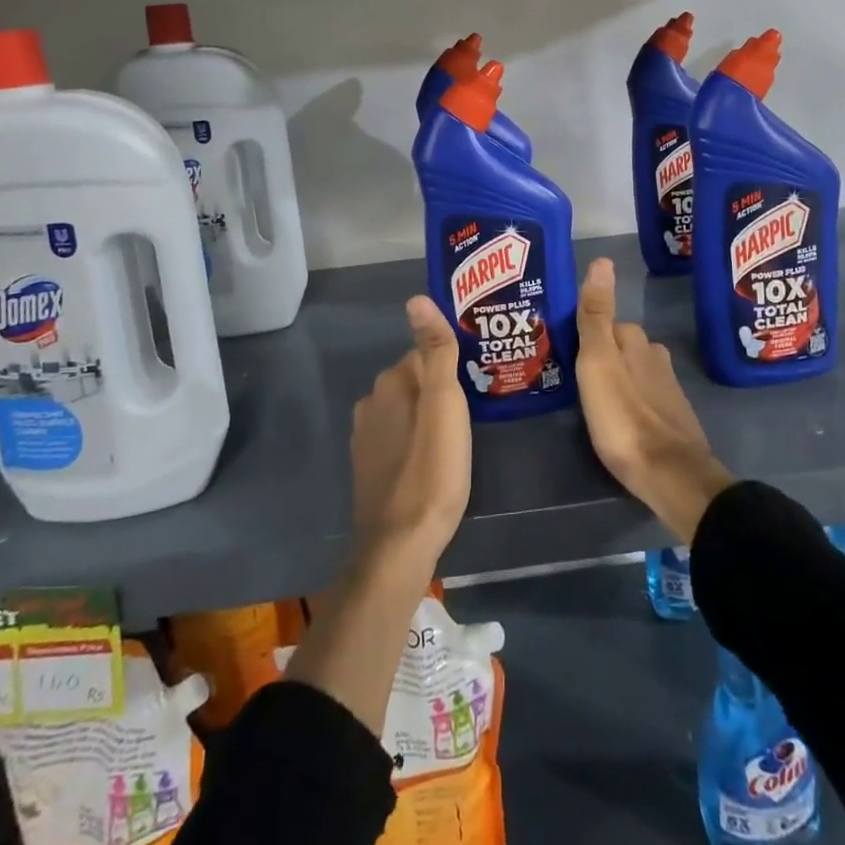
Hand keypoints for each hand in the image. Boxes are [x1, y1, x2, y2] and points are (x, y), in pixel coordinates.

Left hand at [286, 297, 470, 736]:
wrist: (400, 546)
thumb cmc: (431, 470)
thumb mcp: (444, 405)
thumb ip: (435, 351)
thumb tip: (417, 298)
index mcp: (389, 384)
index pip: (424, 355)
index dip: (453, 366)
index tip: (478, 379)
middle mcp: (370, 404)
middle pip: (414, 382)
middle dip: (440, 389)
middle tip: (476, 408)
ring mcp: (366, 439)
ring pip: (406, 412)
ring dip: (429, 416)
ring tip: (462, 434)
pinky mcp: (369, 469)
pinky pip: (399, 439)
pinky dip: (417, 441)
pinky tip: (436, 460)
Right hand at [575, 258, 733, 543]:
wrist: (669, 475)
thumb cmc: (623, 417)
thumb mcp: (597, 362)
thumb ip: (596, 315)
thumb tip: (603, 260)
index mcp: (635, 341)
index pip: (605, 323)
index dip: (583, 335)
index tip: (562, 350)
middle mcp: (654, 356)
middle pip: (620, 347)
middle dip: (600, 356)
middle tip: (572, 376)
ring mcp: (667, 387)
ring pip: (633, 371)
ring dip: (615, 379)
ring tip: (590, 399)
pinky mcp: (672, 417)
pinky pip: (644, 397)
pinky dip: (629, 401)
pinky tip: (618, 418)